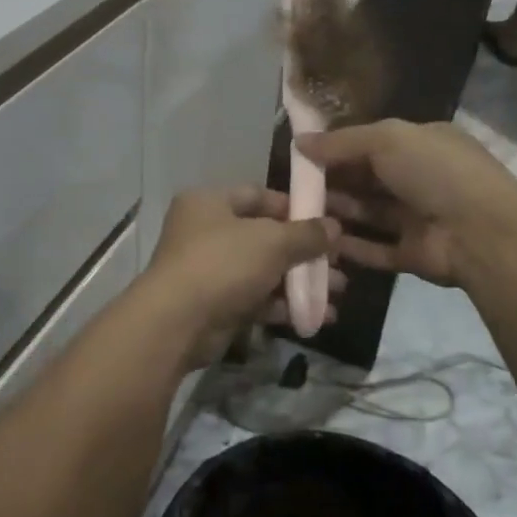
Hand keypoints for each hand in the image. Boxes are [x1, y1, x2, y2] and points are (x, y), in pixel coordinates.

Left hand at [133, 187, 339, 368]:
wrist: (178, 322)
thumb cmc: (223, 263)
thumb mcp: (271, 241)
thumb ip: (306, 234)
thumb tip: (334, 227)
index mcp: (209, 202)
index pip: (258, 195)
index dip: (294, 207)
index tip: (326, 222)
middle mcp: (206, 231)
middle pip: (264, 236)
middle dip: (304, 251)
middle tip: (339, 262)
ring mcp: (209, 270)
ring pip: (263, 270)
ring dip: (300, 281)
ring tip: (338, 291)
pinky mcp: (215, 305)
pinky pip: (256, 299)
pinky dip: (285, 306)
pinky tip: (319, 315)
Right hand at [298, 119, 516, 286]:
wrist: (482, 232)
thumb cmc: (435, 171)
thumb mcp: (387, 139)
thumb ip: (341, 141)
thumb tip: (299, 142)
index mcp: (423, 144)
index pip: (373, 143)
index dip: (338, 148)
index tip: (302, 155)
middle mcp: (421, 179)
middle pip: (368, 180)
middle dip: (333, 182)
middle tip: (293, 187)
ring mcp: (419, 219)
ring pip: (369, 214)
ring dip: (338, 212)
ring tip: (299, 214)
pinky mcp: (415, 255)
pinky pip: (377, 249)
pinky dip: (351, 247)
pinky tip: (321, 243)